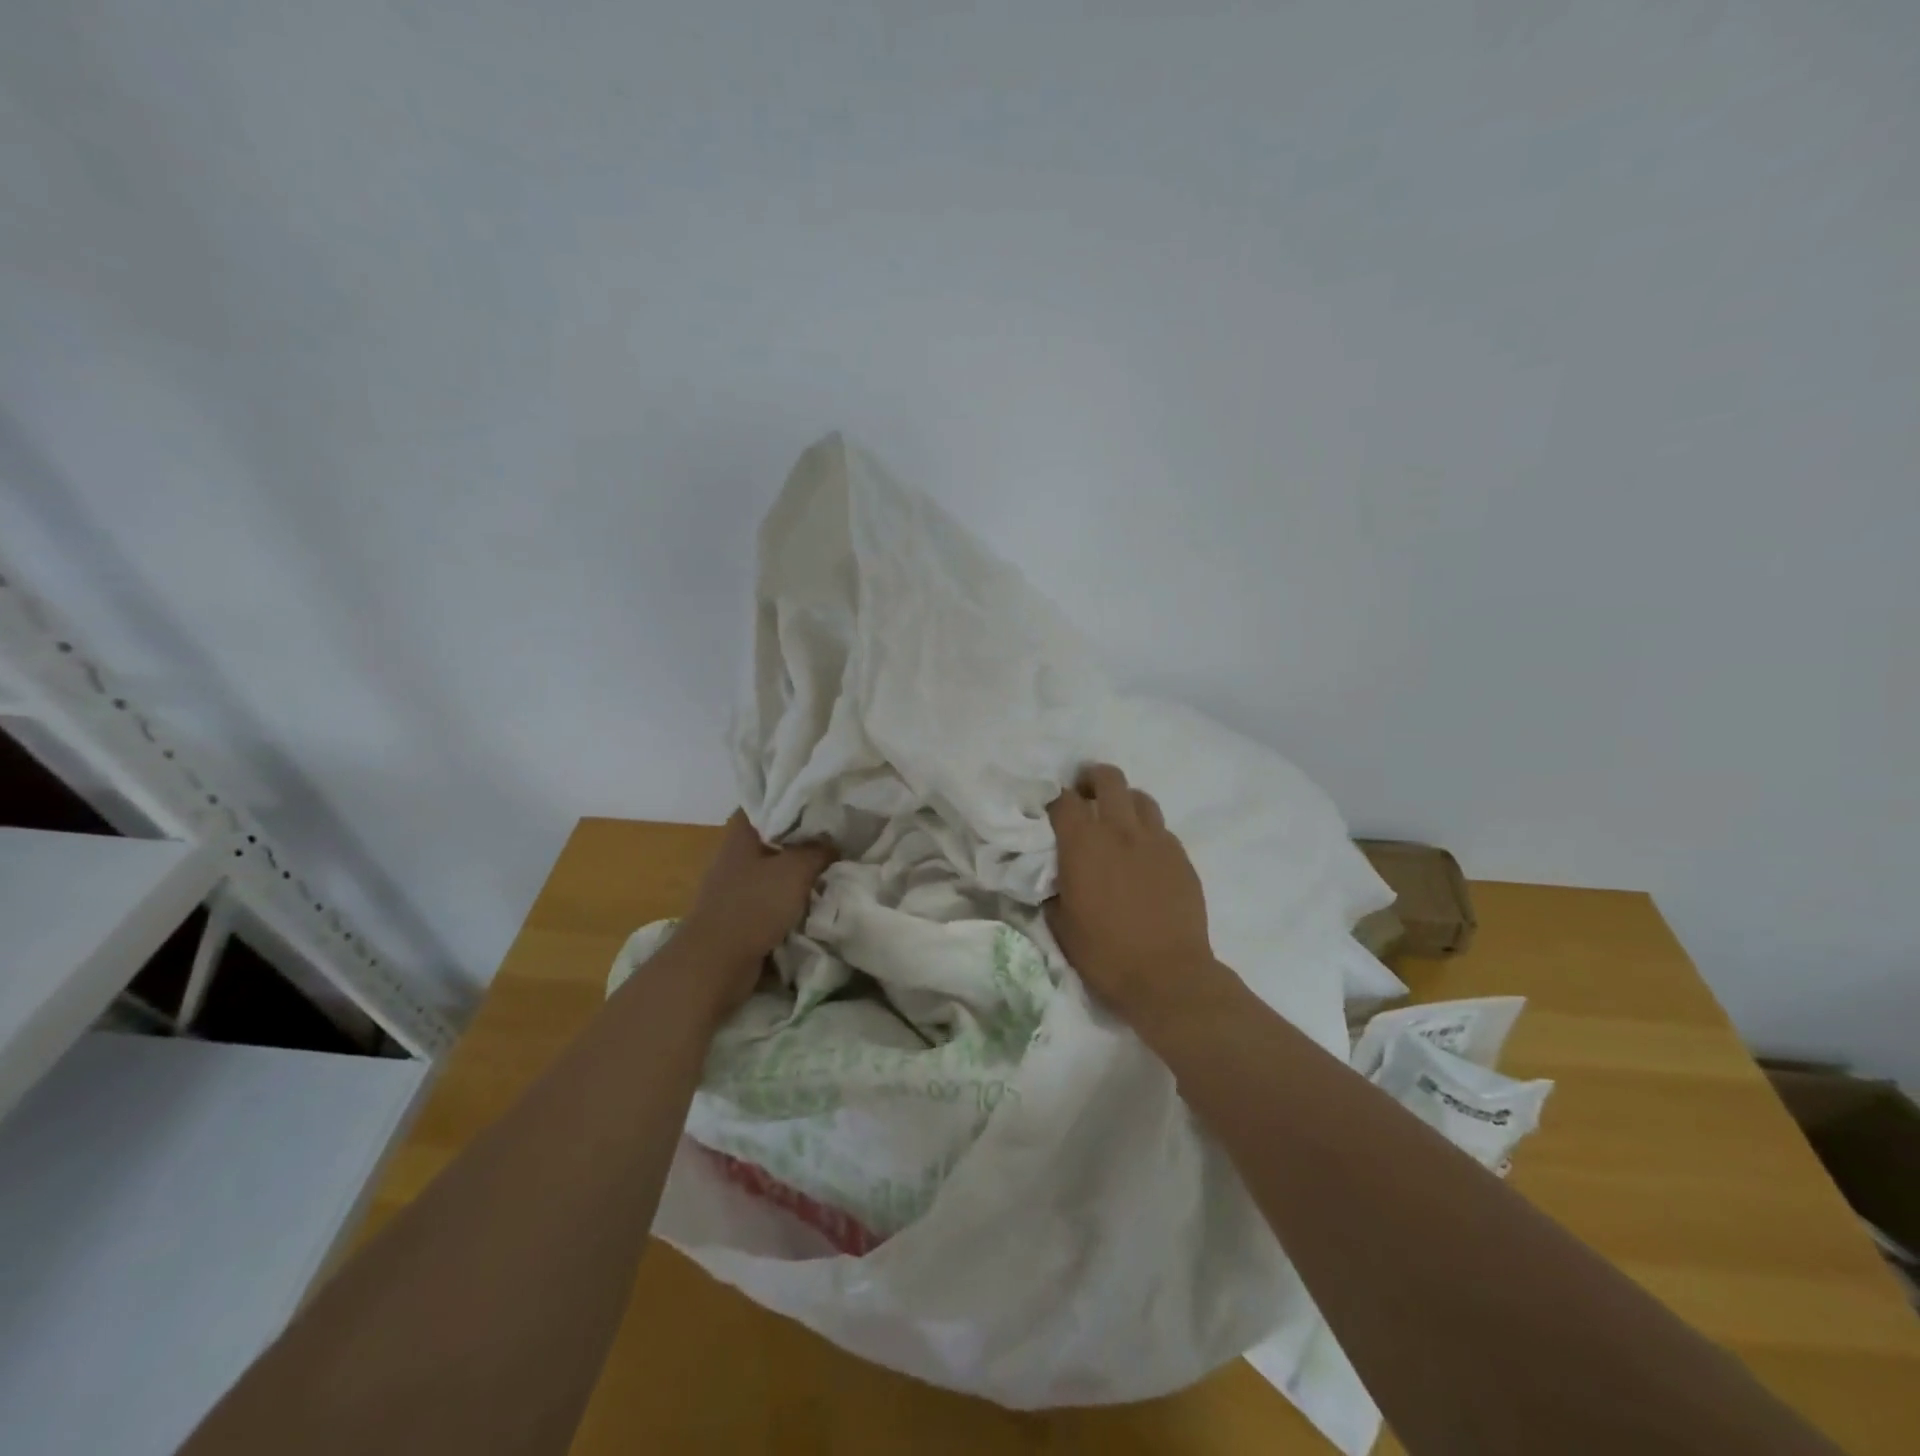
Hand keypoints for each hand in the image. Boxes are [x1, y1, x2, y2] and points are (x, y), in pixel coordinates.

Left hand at [673, 810, 836, 1017]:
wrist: (716, 963)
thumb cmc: (753, 905)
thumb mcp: (795, 870)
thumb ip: (818, 850)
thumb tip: (834, 842)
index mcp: (742, 832)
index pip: (768, 800)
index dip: (794, 796)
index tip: (824, 798)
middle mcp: (737, 852)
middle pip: (776, 834)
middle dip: (805, 835)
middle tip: (840, 831)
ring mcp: (738, 883)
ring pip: (777, 866)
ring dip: (802, 868)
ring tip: (835, 862)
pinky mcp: (743, 910)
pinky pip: (775, 894)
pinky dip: (794, 895)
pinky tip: (819, 894)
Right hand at [1046, 765, 1218, 1025]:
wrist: (1168, 977)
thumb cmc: (1105, 954)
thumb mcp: (1060, 923)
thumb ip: (1053, 888)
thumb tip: (1053, 874)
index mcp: (1084, 843)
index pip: (1063, 799)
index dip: (1052, 798)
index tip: (1048, 808)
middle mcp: (1121, 830)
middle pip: (1108, 778)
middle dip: (1092, 779)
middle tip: (1084, 795)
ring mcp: (1156, 841)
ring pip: (1140, 798)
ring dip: (1123, 801)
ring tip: (1116, 821)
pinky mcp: (1181, 857)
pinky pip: (1161, 829)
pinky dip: (1147, 831)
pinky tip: (1142, 855)